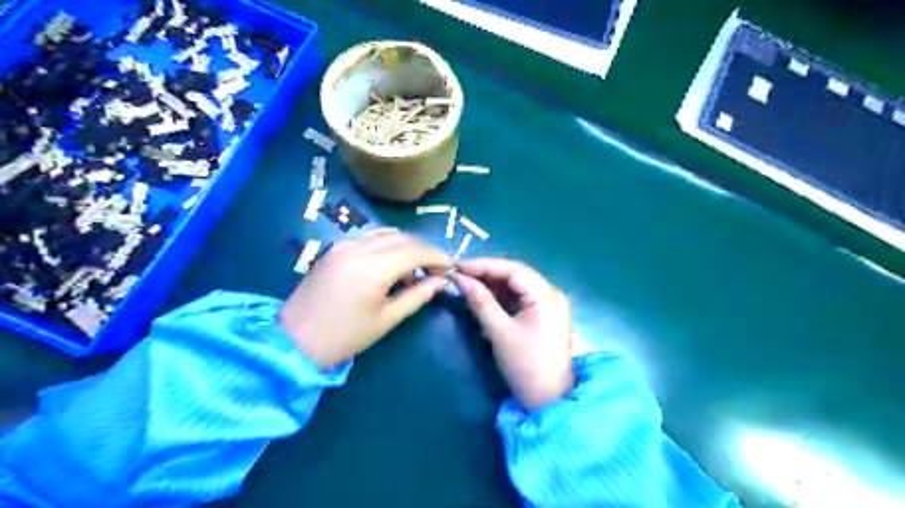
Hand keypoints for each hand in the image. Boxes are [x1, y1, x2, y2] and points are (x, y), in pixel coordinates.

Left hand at [281, 230, 449, 368]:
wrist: (295, 340)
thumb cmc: (346, 336)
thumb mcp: (388, 318)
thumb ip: (418, 295)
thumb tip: (442, 281)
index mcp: (374, 266)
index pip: (416, 251)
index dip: (438, 256)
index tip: (452, 267)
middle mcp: (359, 246)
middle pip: (404, 238)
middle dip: (425, 251)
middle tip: (437, 269)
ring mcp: (345, 243)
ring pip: (388, 233)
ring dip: (407, 245)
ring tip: (415, 268)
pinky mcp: (336, 247)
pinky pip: (370, 237)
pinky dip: (388, 244)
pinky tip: (391, 263)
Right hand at [452, 261, 570, 409]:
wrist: (548, 400)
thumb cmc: (524, 366)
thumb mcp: (499, 332)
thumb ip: (480, 302)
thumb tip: (460, 279)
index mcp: (547, 296)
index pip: (514, 269)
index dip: (485, 265)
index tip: (459, 266)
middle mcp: (552, 294)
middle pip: (517, 274)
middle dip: (488, 273)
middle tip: (460, 274)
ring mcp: (549, 304)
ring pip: (518, 285)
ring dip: (493, 284)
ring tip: (467, 283)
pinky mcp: (544, 314)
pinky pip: (521, 297)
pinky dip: (502, 296)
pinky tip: (483, 295)